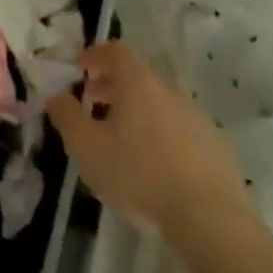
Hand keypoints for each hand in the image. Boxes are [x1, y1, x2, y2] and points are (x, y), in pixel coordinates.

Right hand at [47, 41, 252, 242]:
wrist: (211, 221)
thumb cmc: (139, 175)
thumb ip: (65, 115)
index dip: (94, 55)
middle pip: (137, 76)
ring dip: (136, 110)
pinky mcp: (216, 147)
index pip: (115, 51)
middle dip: (112, 85)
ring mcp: (198, 118)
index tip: (79, 70)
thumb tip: (56, 95)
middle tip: (92, 104)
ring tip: (121, 139)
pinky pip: (179, 127)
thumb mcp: (86, 147)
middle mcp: (170, 91)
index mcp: (138, 83)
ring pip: (159, 102)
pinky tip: (154, 164)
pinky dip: (160, 132)